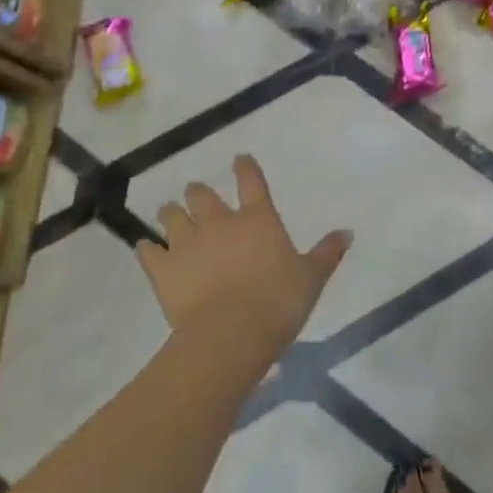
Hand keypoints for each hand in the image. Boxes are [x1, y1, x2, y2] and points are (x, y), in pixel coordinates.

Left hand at [136, 155, 352, 356]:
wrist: (229, 335)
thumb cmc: (278, 302)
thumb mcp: (312, 278)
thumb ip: (327, 253)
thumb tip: (347, 232)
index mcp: (258, 219)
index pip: (251, 182)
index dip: (245, 167)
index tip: (239, 158)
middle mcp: (219, 223)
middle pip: (202, 196)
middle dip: (199, 192)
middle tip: (197, 193)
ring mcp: (186, 244)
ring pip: (172, 216)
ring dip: (171, 213)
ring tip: (169, 212)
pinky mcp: (162, 269)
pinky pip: (148, 252)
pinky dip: (147, 249)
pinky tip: (145, 248)